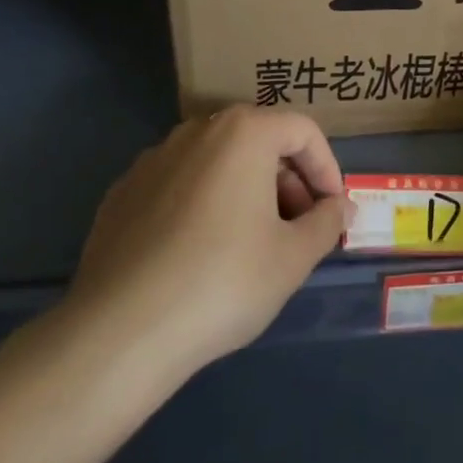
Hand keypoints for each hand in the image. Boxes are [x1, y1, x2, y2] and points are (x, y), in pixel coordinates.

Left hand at [61, 106, 346, 376]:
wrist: (121, 331)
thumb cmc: (224, 282)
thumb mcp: (293, 257)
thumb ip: (326, 223)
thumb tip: (340, 207)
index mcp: (243, 133)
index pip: (303, 131)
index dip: (327, 168)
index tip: (332, 211)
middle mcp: (196, 131)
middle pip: (258, 141)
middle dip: (288, 179)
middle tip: (298, 228)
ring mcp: (153, 159)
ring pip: (217, 162)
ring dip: (246, 190)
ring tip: (253, 243)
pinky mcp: (122, 192)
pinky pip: (179, 185)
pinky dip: (203, 204)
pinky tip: (201, 253)